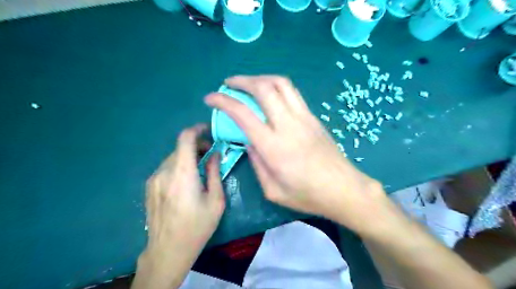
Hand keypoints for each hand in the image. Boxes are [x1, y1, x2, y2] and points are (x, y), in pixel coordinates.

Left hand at [143, 123, 224, 260]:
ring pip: (173, 158)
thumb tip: (215, 154)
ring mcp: (153, 179)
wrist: (167, 251)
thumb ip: (215, 173)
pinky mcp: (149, 187)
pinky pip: (166, 168)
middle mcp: (164, 172)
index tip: (208, 131)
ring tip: (200, 170)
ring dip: (187, 158)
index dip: (197, 130)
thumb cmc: (197, 226)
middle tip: (211, 156)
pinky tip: (186, 182)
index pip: (185, 139)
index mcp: (182, 174)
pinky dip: (178, 167)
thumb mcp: (215, 200)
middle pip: (180, 148)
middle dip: (196, 146)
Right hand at [206, 76, 386, 234]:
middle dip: (242, 80)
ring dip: (261, 78)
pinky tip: (270, 95)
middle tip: (228, 84)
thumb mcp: (273, 190)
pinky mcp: (314, 117)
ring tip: (248, 83)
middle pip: (264, 88)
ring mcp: (304, 117)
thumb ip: (257, 163)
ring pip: (281, 84)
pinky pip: (293, 93)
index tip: (210, 97)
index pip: (243, 113)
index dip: (223, 101)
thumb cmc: (307, 195)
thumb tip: (249, 142)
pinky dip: (276, 86)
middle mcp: (288, 125)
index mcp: (273, 146)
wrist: (343, 188)